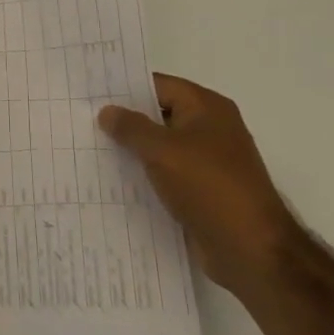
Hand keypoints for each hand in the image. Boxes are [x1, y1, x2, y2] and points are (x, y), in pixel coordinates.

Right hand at [98, 75, 302, 298]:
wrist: (251, 249)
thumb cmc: (209, 187)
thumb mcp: (163, 150)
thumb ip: (131, 127)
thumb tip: (107, 111)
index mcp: (207, 108)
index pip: (158, 85)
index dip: (124, 88)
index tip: (90, 93)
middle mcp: (210, 128)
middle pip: (159, 114)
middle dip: (124, 119)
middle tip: (82, 120)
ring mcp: (208, 161)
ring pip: (160, 146)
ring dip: (132, 149)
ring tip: (89, 148)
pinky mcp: (202, 190)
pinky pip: (166, 173)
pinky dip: (144, 174)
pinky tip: (113, 180)